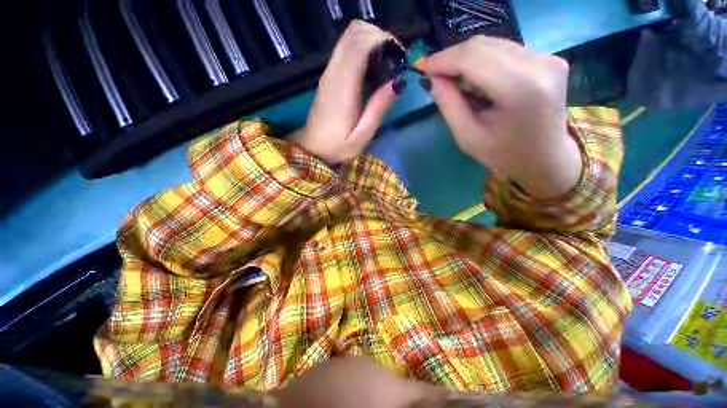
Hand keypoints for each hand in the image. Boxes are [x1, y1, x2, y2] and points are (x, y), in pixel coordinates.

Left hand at [289, 21, 399, 163]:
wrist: (312, 147)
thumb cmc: (337, 146)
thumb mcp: (362, 135)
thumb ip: (379, 108)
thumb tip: (398, 82)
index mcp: (344, 85)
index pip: (361, 41)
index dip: (383, 40)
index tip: (399, 59)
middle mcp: (334, 71)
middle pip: (355, 31)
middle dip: (379, 38)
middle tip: (393, 61)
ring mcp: (329, 72)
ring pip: (350, 36)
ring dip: (371, 42)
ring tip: (385, 66)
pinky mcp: (329, 76)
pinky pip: (346, 49)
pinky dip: (362, 50)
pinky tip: (371, 71)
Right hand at [420, 36, 581, 198]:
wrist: (545, 158)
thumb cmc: (503, 154)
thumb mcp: (468, 137)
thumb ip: (449, 105)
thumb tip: (433, 79)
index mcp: (520, 88)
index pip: (473, 58)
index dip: (443, 60)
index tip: (422, 68)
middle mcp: (539, 64)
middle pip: (483, 46)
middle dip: (452, 58)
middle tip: (434, 75)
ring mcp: (548, 58)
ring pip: (493, 44)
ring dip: (466, 59)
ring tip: (452, 79)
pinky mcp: (549, 58)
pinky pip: (505, 50)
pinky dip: (482, 61)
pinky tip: (474, 78)